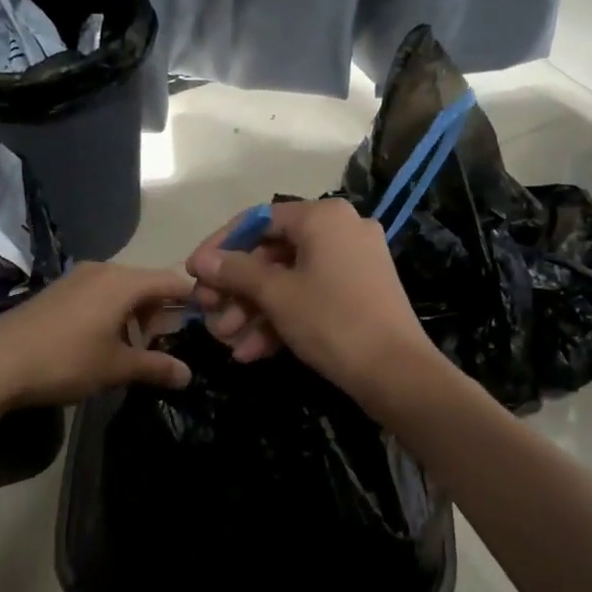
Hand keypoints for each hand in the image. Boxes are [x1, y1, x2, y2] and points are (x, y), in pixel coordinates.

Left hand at [0, 261, 193, 407]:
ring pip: (121, 291)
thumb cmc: (65, 360)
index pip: (172, 280)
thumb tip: (188, 375)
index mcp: (123, 281)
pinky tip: (104, 343)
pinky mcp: (58, 291)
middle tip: (170, 344)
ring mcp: (76, 278)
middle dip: (161, 312)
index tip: (208, 320)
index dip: (192, 299)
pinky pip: (99, 295)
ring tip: (137, 349)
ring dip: (135, 316)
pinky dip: (112, 314)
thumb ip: (156, 367)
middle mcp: (102, 270)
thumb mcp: (116, 368)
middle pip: (146, 284)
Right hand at [186, 198, 438, 407]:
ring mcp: (353, 263)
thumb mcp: (277, 295)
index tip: (194, 274)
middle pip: (272, 252)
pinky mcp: (359, 293)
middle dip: (237, 288)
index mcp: (323, 217)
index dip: (221, 247)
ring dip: (254, 310)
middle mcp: (341, 230)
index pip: (258, 220)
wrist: (397, 374)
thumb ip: (236, 271)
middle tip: (209, 313)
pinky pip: (311, 296)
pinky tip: (253, 352)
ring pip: (289, 279)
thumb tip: (202, 260)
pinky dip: (282, 319)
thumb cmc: (332, 321)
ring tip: (227, 341)